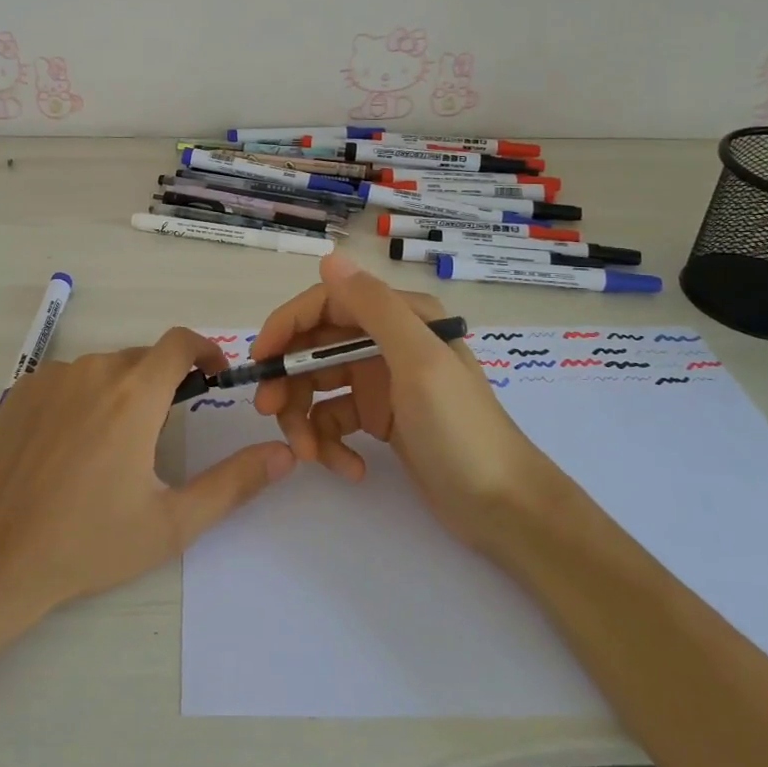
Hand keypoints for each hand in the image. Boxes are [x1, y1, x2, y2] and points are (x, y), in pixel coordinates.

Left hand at [0, 327, 295, 634]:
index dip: (205, 349)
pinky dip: (84, 398)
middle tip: (163, 434)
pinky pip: (68, 379)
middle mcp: (92, 371)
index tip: (215, 373)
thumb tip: (284, 454)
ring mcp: (51, 378)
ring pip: (103, 369)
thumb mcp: (172, 523)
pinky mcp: (20, 392)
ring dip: (121, 392)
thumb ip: (234, 483)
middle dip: (162, 383)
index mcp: (132, 395)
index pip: (179, 342)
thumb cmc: (88, 543)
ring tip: (114, 449)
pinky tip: (72, 447)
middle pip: (142, 359)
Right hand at [252, 251, 546, 552]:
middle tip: (271, 413)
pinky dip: (332, 443)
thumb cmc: (461, 431)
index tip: (262, 361)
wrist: (505, 509)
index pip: (326, 304)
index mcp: (399, 318)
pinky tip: (349, 469)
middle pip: (315, 349)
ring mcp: (382, 381)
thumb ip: (374, 308)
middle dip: (290, 381)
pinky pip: (335, 419)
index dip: (287, 327)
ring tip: (310, 456)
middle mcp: (386, 342)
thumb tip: (330, 257)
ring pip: (318, 387)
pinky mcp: (380, 417)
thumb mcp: (419, 363)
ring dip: (305, 419)